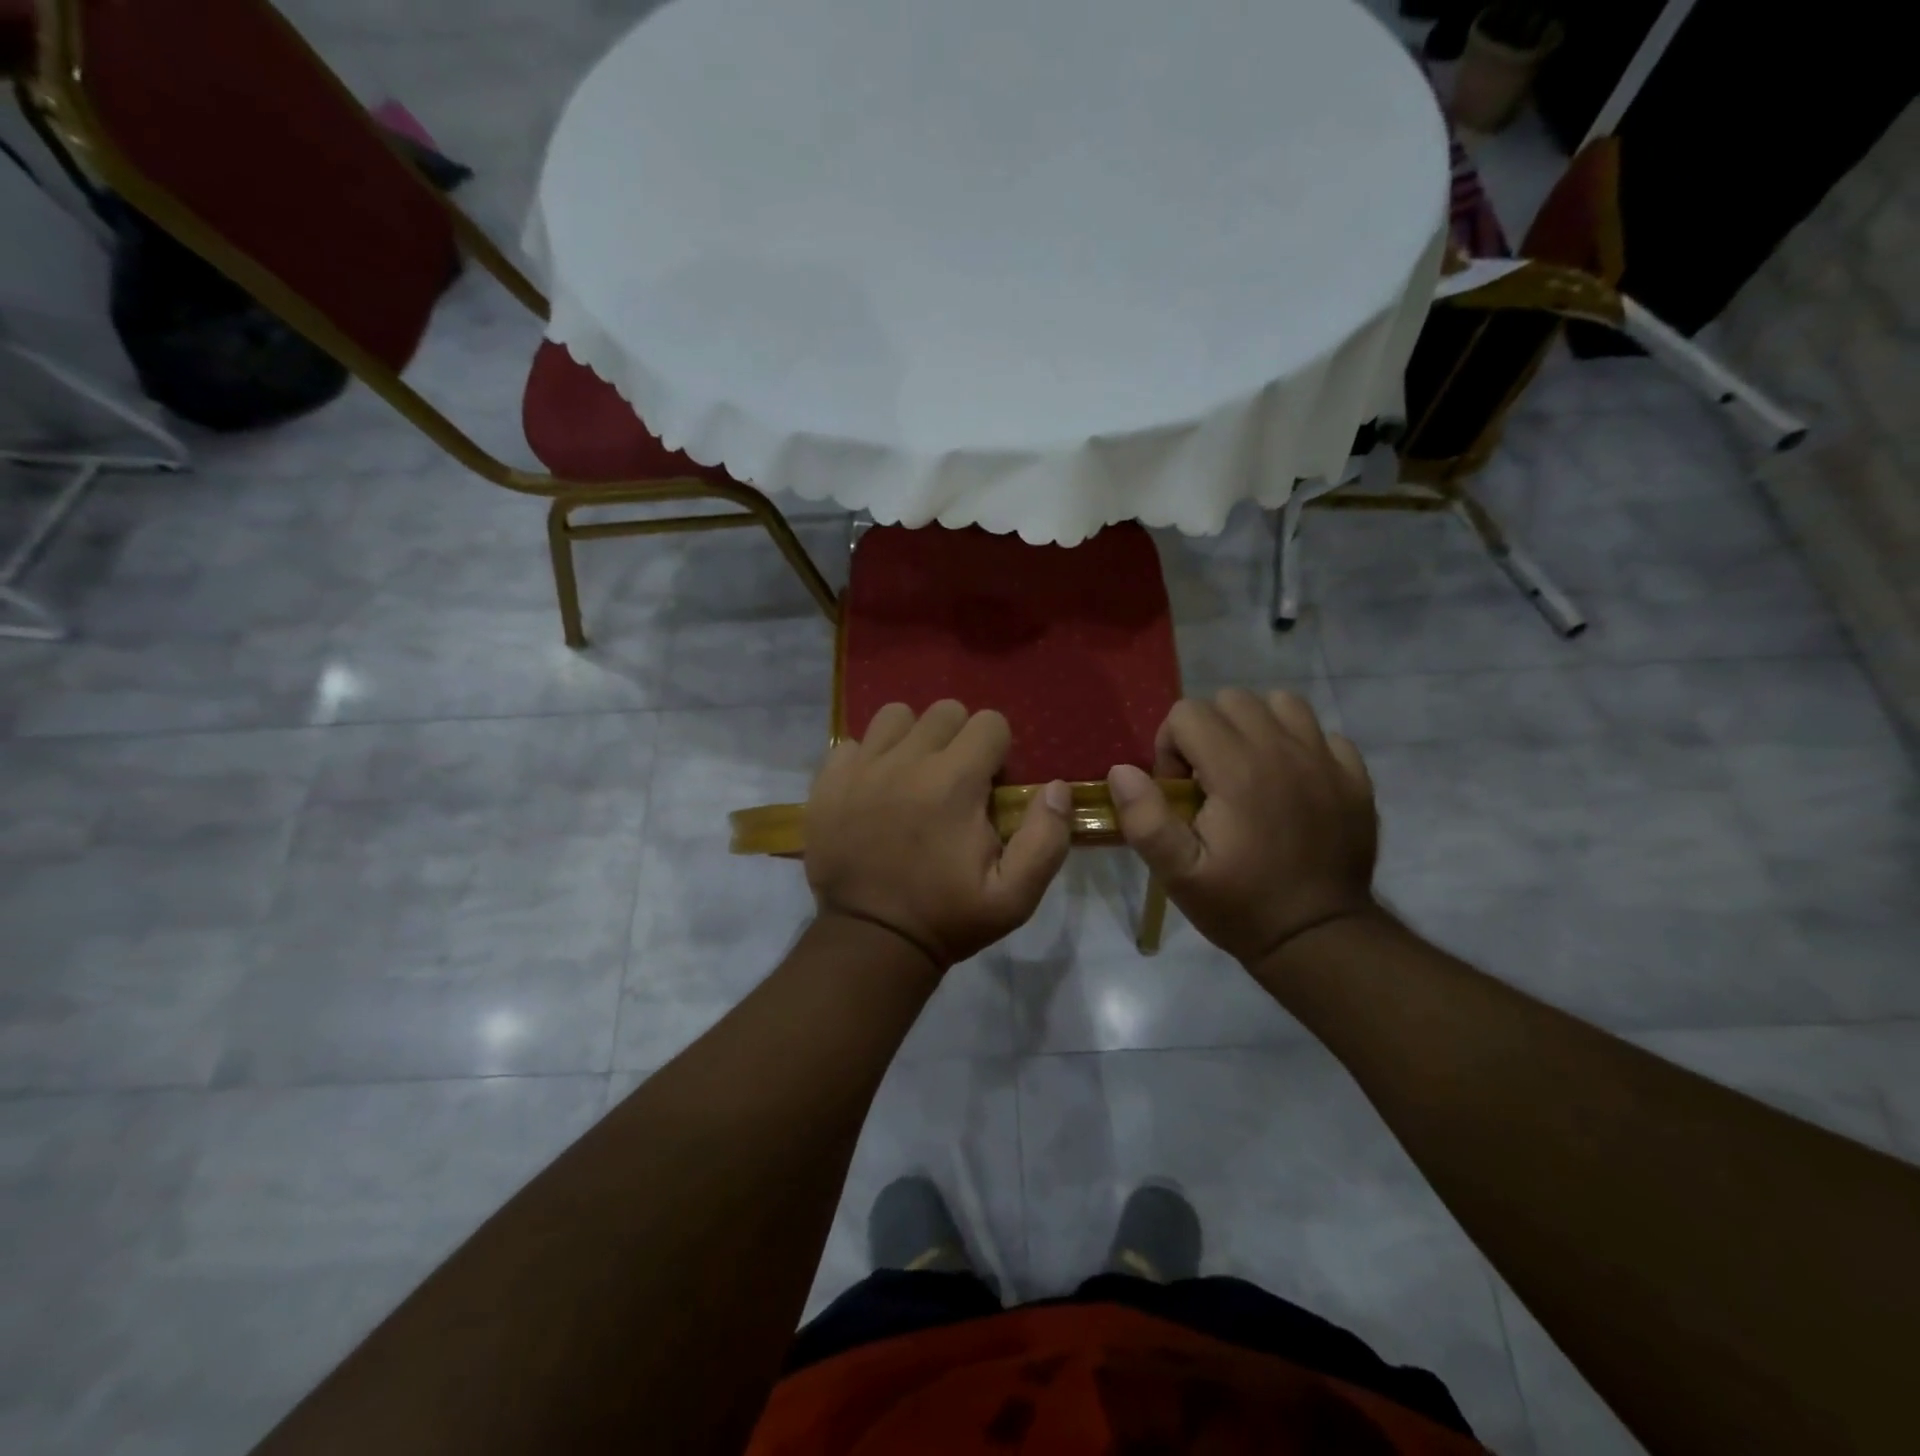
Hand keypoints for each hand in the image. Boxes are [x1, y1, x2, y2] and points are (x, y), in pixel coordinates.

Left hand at [805, 701, 1072, 970]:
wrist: (871, 941)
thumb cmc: (947, 917)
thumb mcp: (1015, 896)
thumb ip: (1045, 838)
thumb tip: (1056, 787)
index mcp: (954, 783)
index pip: (989, 723)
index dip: (997, 751)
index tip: (988, 786)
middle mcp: (906, 762)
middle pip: (944, 711)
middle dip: (959, 739)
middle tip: (954, 782)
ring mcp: (861, 768)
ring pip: (896, 716)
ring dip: (912, 739)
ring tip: (914, 776)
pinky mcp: (828, 782)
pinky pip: (852, 743)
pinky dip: (868, 759)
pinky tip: (874, 790)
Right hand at [1107, 689, 1378, 966]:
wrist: (1318, 937)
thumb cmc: (1240, 904)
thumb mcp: (1178, 874)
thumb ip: (1145, 819)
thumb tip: (1122, 770)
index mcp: (1238, 770)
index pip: (1188, 713)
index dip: (1171, 747)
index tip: (1180, 792)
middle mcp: (1283, 751)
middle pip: (1232, 700)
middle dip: (1209, 732)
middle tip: (1209, 783)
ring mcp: (1325, 760)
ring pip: (1281, 704)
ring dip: (1256, 728)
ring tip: (1249, 772)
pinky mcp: (1354, 777)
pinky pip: (1322, 734)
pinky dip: (1300, 747)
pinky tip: (1291, 784)